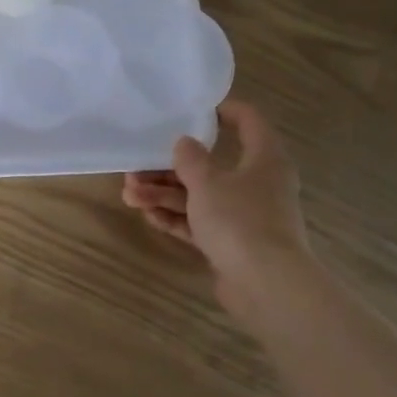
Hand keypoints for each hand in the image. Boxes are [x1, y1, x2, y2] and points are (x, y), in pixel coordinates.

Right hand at [122, 99, 310, 283]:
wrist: (267, 286)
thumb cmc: (240, 220)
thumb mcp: (207, 182)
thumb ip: (191, 159)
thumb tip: (185, 143)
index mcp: (264, 159)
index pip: (249, 121)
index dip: (223, 110)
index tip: (192, 110)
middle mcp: (258, 184)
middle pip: (211, 165)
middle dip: (170, 168)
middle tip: (137, 169)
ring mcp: (245, 216)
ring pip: (201, 197)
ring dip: (165, 195)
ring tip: (130, 196)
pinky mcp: (233, 243)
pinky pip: (201, 223)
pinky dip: (177, 218)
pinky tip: (148, 216)